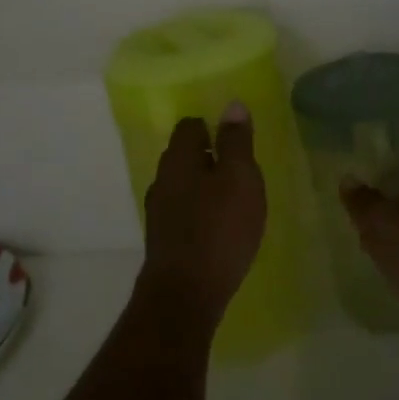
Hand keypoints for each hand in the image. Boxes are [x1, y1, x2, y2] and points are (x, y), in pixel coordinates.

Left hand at [138, 103, 267, 321]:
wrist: (185, 294)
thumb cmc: (218, 228)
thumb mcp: (239, 178)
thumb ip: (236, 141)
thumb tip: (233, 105)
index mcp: (178, 157)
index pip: (190, 126)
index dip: (213, 128)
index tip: (236, 142)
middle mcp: (162, 178)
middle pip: (184, 155)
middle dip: (209, 158)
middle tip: (240, 172)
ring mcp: (158, 211)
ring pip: (182, 185)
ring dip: (205, 187)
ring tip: (233, 202)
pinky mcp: (162, 239)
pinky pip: (182, 212)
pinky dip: (199, 213)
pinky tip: (218, 230)